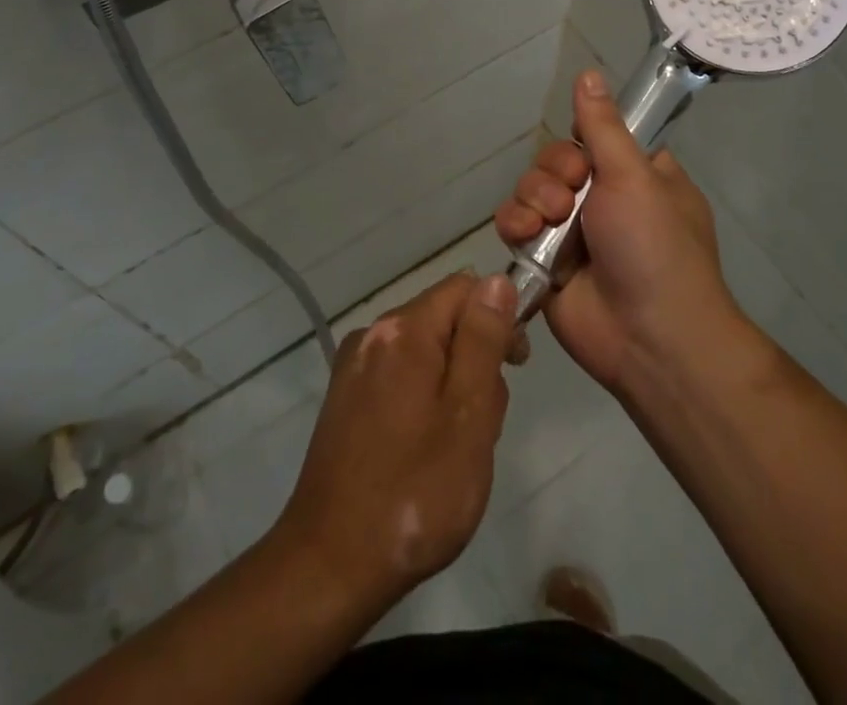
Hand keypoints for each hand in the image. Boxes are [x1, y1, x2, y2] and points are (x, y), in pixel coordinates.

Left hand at [273, 271, 516, 612]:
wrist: (330, 564)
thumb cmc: (414, 492)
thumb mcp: (468, 415)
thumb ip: (484, 341)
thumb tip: (497, 281)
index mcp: (403, 330)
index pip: (465, 288)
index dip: (499, 316)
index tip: (516, 366)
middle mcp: (372, 333)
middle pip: (444, 319)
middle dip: (474, 359)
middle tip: (483, 425)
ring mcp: (353, 367)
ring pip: (424, 352)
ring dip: (451, 386)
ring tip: (455, 449)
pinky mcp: (345, 398)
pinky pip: (399, 377)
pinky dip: (422, 401)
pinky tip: (423, 452)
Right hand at [495, 69, 742, 392]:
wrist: (650, 339)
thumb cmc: (655, 247)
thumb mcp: (634, 176)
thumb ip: (603, 126)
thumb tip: (589, 72)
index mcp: (636, 175)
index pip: (595, 137)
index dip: (582, 139)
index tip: (585, 149)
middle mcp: (604, 199)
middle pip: (556, 160)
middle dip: (555, 173)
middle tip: (571, 195)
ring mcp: (572, 232)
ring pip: (530, 189)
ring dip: (533, 199)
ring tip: (549, 223)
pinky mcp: (544, 260)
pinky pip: (515, 225)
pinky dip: (514, 225)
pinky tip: (527, 236)